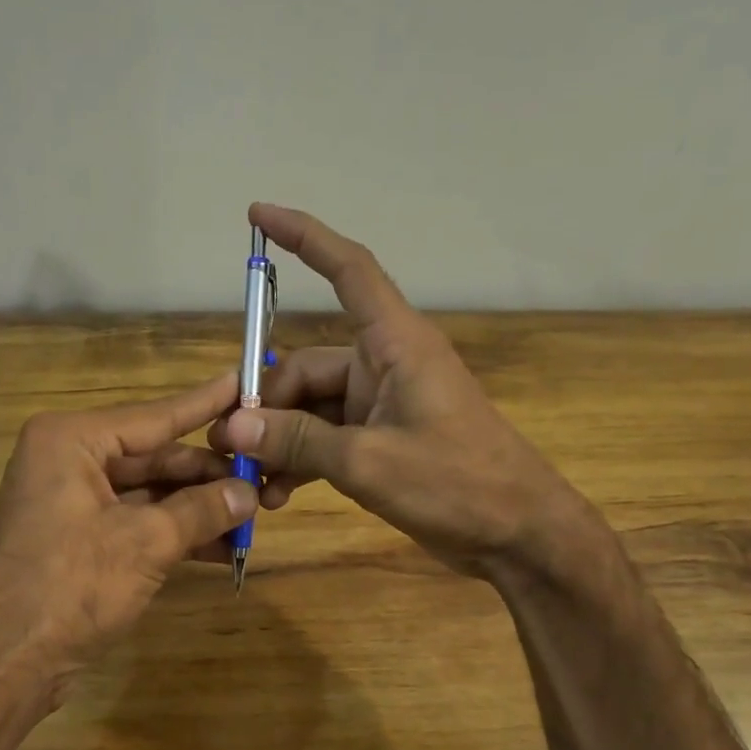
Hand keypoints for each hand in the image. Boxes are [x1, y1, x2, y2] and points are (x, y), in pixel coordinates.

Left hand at [0, 373, 255, 704]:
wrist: (0, 665)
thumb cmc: (68, 587)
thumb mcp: (145, 544)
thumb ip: (201, 510)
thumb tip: (250, 491)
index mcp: (73, 441)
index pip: (155, 417)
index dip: (206, 405)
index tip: (245, 383)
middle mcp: (69, 461)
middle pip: (154, 458)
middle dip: (208, 475)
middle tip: (263, 479)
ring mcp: (72, 503)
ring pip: (149, 494)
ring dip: (197, 509)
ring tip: (251, 517)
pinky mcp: (78, 540)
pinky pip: (136, 523)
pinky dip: (174, 534)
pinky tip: (220, 547)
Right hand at [207, 203, 585, 576]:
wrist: (519, 534)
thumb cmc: (458, 484)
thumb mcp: (368, 463)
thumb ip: (298, 442)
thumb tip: (232, 428)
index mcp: (394, 345)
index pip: (348, 270)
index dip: (304, 237)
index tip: (258, 216)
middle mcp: (385, 364)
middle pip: (306, 366)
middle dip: (266, 404)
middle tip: (232, 447)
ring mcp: (383, 405)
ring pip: (312, 408)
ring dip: (281, 441)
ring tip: (254, 482)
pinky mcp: (383, 440)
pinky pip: (328, 438)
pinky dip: (303, 460)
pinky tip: (280, 494)